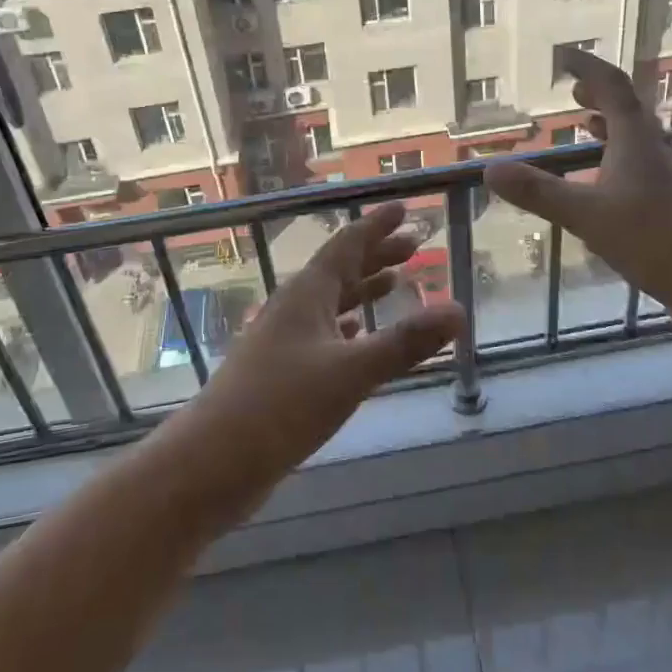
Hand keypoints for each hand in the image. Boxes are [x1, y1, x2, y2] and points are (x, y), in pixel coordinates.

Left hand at [164, 203, 465, 485]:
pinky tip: (355, 335)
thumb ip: (405, 343)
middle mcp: (294, 309)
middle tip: (414, 245)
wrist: (212, 463)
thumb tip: (459, 310)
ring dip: (363, 290)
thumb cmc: (281, 406)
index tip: (404, 208)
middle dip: (377, 255)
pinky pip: (322, 335)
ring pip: (331, 303)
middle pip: (340, 270)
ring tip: (394, 283)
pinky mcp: (280, 372)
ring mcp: (283, 340)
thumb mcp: (351, 372)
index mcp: (307, 295)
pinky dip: (346, 327)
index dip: (377, 226)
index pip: (347, 245)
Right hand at [484, 49, 671, 319]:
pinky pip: (642, 160)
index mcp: (636, 138)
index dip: (587, 69)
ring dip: (611, 124)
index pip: (612, 86)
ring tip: (587, 124)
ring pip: (637, 135)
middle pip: (628, 108)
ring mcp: (669, 172)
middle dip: (600, 95)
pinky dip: (620, 153)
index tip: (566, 59)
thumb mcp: (587, 215)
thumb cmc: (652, 237)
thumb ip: (539, 193)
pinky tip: (609, 177)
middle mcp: (656, 146)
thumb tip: (490, 170)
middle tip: (574, 93)